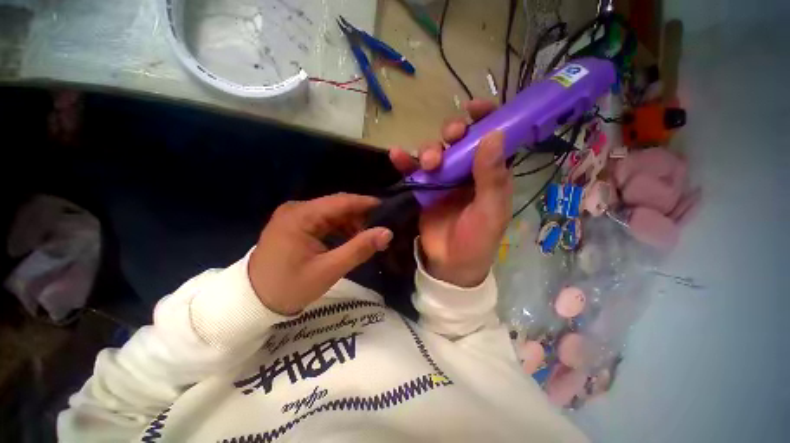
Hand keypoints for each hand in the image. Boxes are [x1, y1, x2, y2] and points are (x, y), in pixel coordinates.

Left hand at [248, 194, 392, 314]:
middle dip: (359, 217)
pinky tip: (347, 241)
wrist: (253, 301)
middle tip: (377, 232)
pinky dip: (338, 229)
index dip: (366, 203)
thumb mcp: (329, 270)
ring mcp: (294, 216)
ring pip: (331, 213)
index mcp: (301, 216)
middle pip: (336, 206)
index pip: (341, 201)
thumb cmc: (290, 287)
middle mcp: (296, 209)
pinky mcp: (294, 224)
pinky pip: (322, 221)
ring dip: (349, 224)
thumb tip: (387, 232)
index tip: (387, 209)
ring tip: (363, 240)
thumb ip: (359, 249)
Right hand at [389, 100, 511, 286]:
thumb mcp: (490, 211)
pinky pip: (413, 171)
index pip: (492, 138)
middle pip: (460, 141)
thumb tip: (494, 135)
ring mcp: (444, 180)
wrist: (450, 263)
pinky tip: (395, 155)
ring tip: (426, 163)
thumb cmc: (477, 240)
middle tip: (449, 138)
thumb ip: (492, 177)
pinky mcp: (424, 189)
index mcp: (489, 174)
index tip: (474, 108)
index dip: (486, 119)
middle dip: (453, 133)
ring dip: (428, 150)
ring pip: (435, 152)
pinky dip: (405, 162)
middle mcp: (467, 172)